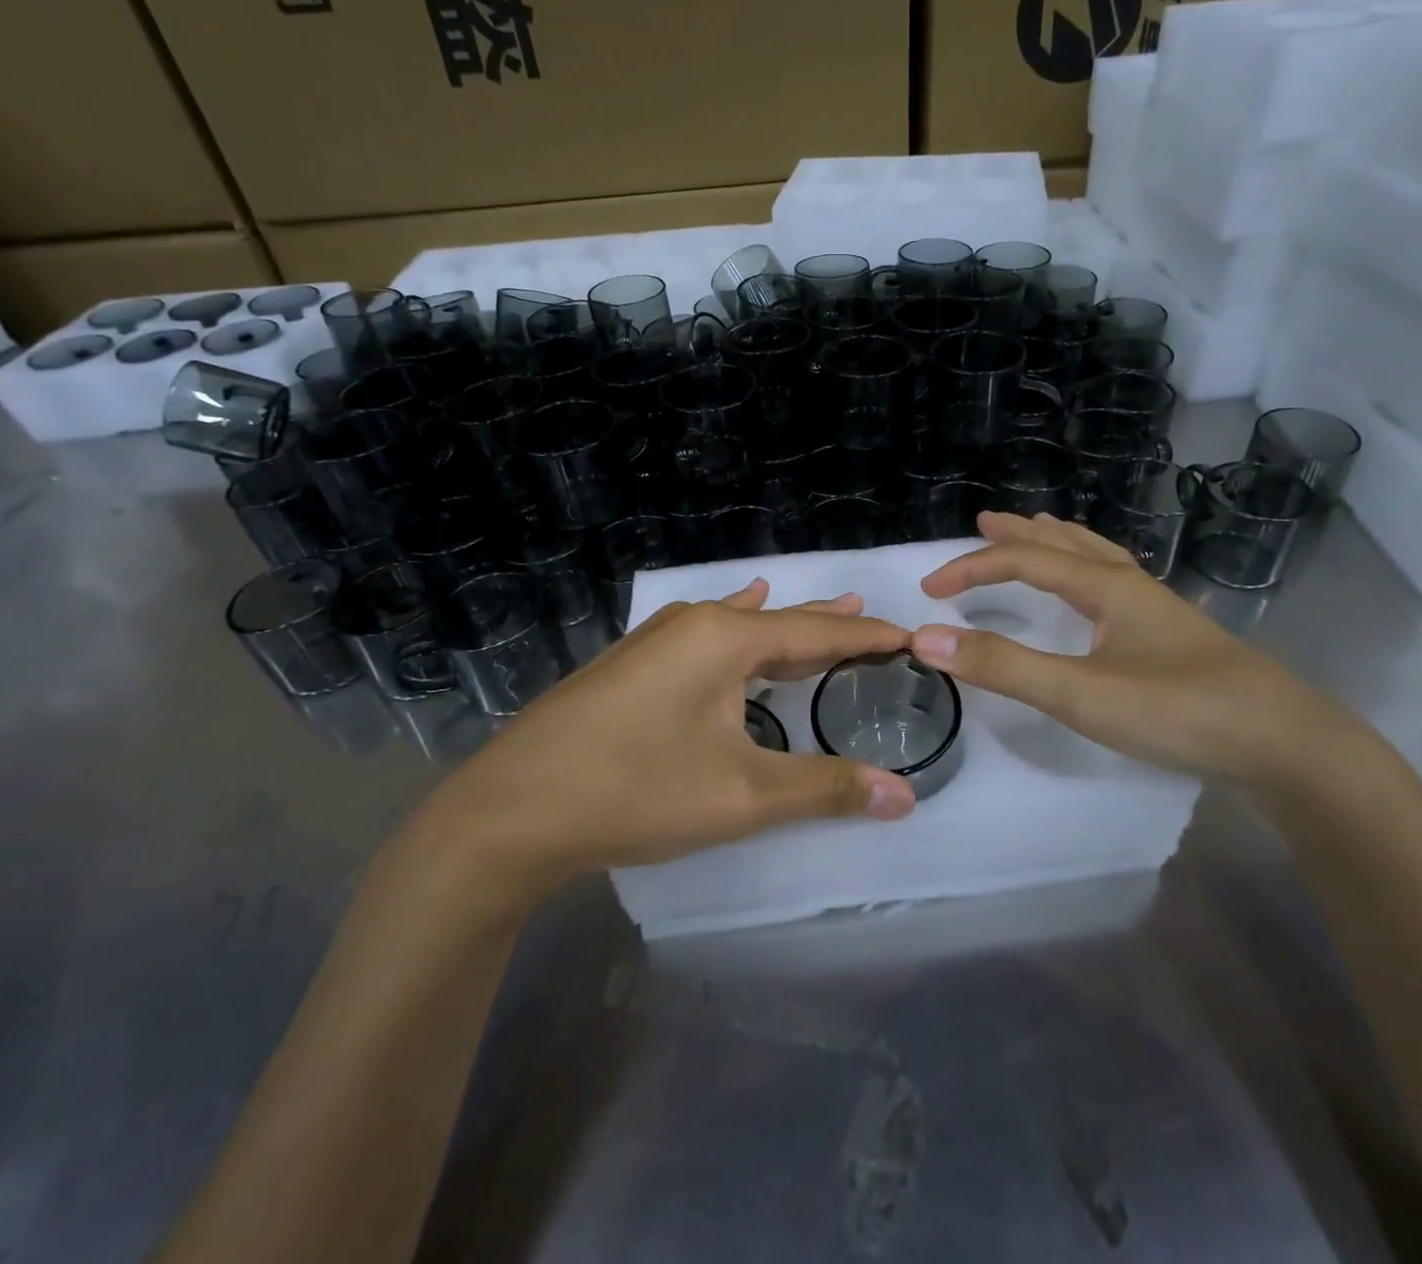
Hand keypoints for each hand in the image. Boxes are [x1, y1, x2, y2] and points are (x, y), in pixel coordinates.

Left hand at [424, 580, 917, 902]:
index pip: (818, 634)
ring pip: (739, 627)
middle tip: (873, 619)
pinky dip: (737, 631)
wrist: (510, 810)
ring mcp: (655, 640)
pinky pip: (705, 636)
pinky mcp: (631, 663)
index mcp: (726, 640)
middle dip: (829, 627)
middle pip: (779, 622)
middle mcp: (693, 625)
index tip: (911, 636)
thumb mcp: (741, 796)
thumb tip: (904, 796)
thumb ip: (825, 789)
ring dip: (784, 627)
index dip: (868, 639)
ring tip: (824, 615)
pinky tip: (732, 610)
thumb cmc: (634, 791)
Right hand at [911, 512, 1392, 795]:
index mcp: (1106, 586)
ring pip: (1098, 558)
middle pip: (1065, 544)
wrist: (1286, 746)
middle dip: (1019, 534)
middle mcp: (1131, 585)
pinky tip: (1099, 593)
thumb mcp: (1080, 693)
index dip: (971, 568)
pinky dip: (1090, 569)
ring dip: (1058, 543)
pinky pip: (1117, 583)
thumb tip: (927, 639)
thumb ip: (1003, 667)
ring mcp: (1158, 611)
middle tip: (984, 524)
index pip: (1024, 561)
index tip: (929, 590)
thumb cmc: (1178, 711)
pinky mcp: (1174, 638)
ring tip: (1038, 533)